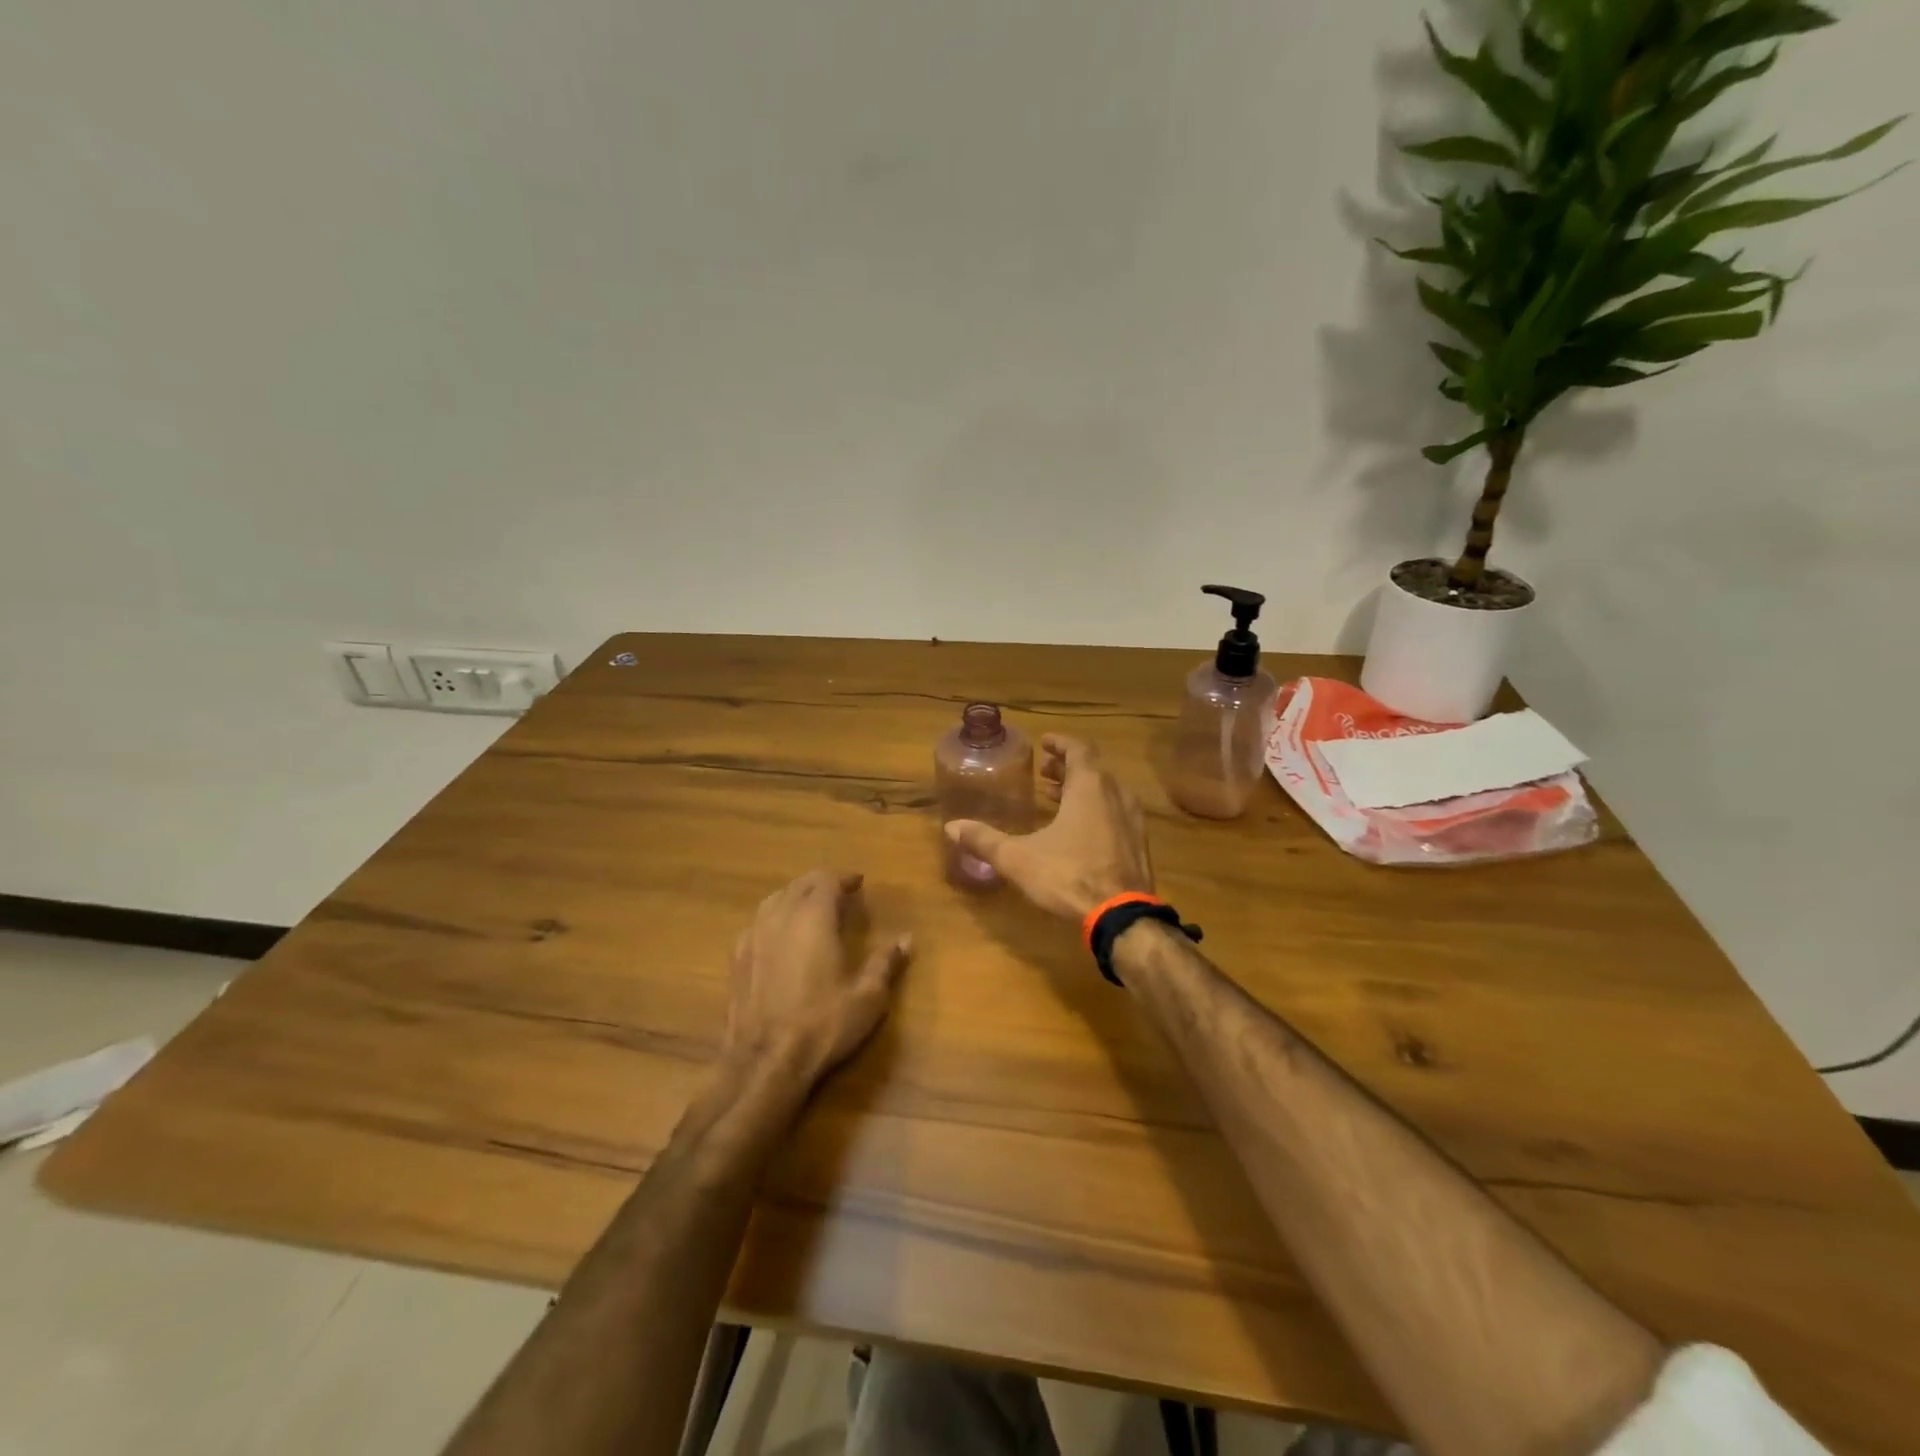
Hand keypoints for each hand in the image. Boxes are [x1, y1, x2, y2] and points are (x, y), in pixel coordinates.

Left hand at [721, 870, 911, 1090]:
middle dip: (820, 883)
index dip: (843, 878)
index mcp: (813, 918)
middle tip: (839, 893)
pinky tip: (778, 936)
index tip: (858, 882)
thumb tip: (907, 939)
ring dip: (794, 897)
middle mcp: (780, 918)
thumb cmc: (822, 1025)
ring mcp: (753, 937)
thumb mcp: (867, 997)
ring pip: (774, 900)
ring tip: (810, 908)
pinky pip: (756, 923)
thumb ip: (886, 963)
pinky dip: (773, 918)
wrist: (764, 1063)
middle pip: (799, 885)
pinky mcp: (736, 960)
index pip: (826, 880)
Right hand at [944, 735, 1153, 920]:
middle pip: (1093, 768)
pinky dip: (1096, 809)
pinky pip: (1116, 812)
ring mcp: (1132, 819)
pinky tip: (1079, 829)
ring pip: (1106, 791)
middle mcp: (1116, 795)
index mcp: (1090, 787)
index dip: (1061, 743)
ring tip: (1056, 796)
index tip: (1044, 742)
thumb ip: (985, 840)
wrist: (1122, 917)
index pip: (1079, 749)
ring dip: (1082, 788)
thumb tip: (952, 826)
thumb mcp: (1018, 858)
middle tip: (1045, 771)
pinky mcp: (1139, 844)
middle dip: (1067, 766)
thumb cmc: (1069, 876)